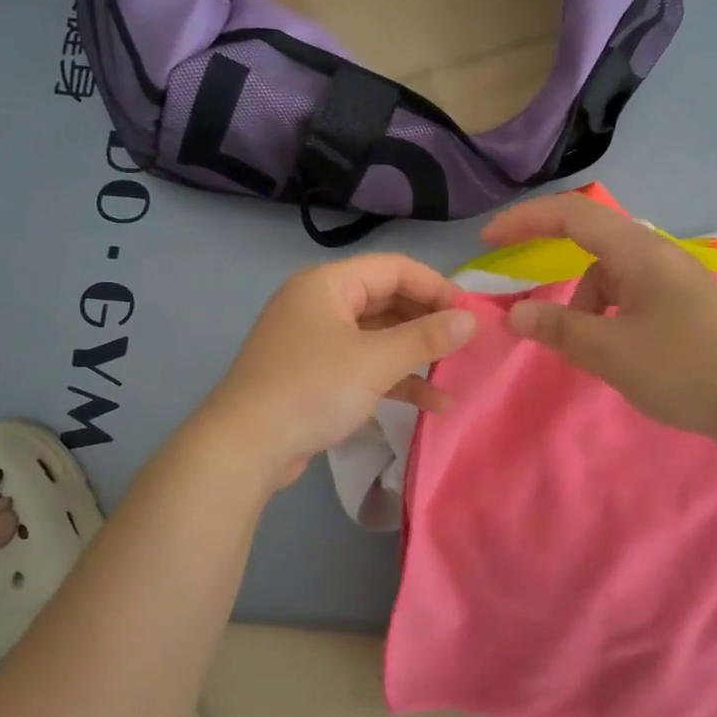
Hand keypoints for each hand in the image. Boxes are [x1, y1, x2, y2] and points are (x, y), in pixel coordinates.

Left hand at [203, 254, 476, 489]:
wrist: (245, 448)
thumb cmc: (312, 389)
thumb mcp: (375, 362)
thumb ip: (426, 338)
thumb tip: (471, 320)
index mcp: (328, 284)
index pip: (394, 268)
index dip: (436, 287)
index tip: (471, 314)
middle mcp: (321, 304)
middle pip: (387, 301)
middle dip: (428, 323)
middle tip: (467, 344)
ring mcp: (316, 341)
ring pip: (379, 337)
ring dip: (416, 356)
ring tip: (456, 374)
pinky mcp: (316, 376)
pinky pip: (364, 366)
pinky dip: (395, 380)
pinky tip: (431, 403)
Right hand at [480, 193, 716, 445]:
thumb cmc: (685, 369)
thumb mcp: (611, 351)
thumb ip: (559, 328)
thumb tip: (515, 313)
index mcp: (639, 252)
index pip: (572, 214)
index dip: (525, 219)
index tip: (488, 240)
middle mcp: (657, 255)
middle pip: (591, 246)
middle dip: (555, 275)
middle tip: (529, 310)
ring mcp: (674, 281)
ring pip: (610, 279)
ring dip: (586, 307)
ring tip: (589, 353)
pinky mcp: (684, 307)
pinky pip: (630, 299)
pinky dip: (609, 319)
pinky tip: (617, 354)